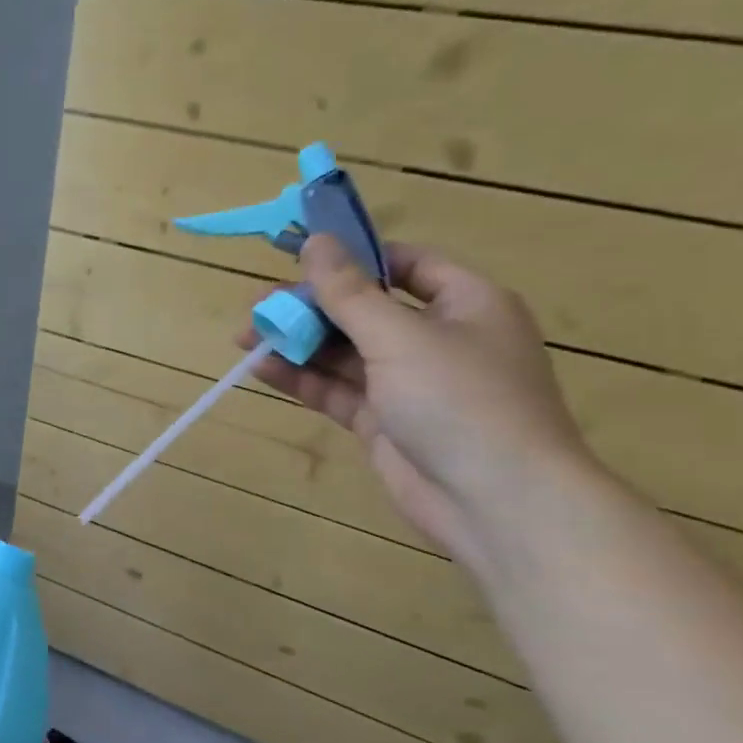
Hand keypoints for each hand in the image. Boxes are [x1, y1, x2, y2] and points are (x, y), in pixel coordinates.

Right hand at [242, 235, 596, 567]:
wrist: (495, 501)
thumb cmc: (460, 400)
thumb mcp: (400, 336)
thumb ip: (350, 292)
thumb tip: (315, 241)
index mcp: (465, 303)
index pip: (405, 265)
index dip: (354, 259)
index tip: (301, 260)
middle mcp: (438, 338)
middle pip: (365, 310)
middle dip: (311, 307)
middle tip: (259, 307)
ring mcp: (409, 384)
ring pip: (345, 353)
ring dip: (299, 343)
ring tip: (246, 336)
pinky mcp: (385, 422)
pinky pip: (338, 390)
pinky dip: (302, 379)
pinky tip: (262, 368)